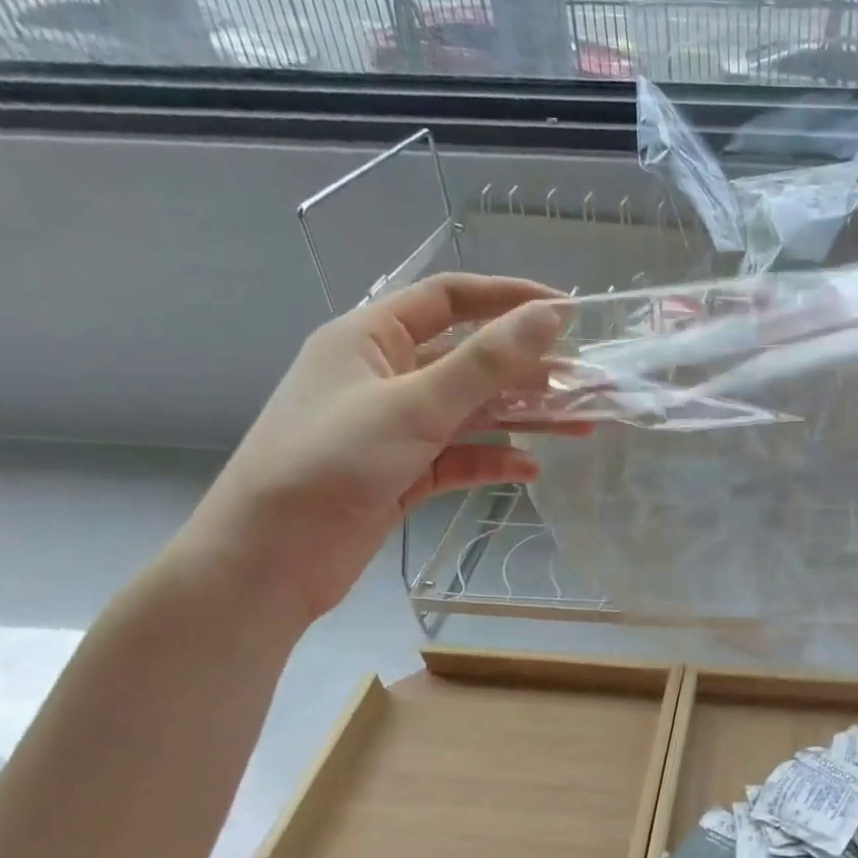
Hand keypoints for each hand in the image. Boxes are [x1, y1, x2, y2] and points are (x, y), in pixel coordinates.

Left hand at [185, 273, 571, 625]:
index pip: (449, 299)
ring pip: (472, 412)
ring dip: (524, 418)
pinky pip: (459, 458)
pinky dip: (494, 462)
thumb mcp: (415, 405)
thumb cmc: (332, 462)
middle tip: (587, 382)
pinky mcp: (402, 473)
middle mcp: (384, 376)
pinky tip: (531, 470)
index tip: (567, 312)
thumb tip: (548, 318)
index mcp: (371, 338)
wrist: (270, 559)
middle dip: (529, 370)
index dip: (509, 299)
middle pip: (470, 360)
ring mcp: (394, 428)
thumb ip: (486, 362)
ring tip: (581, 425)